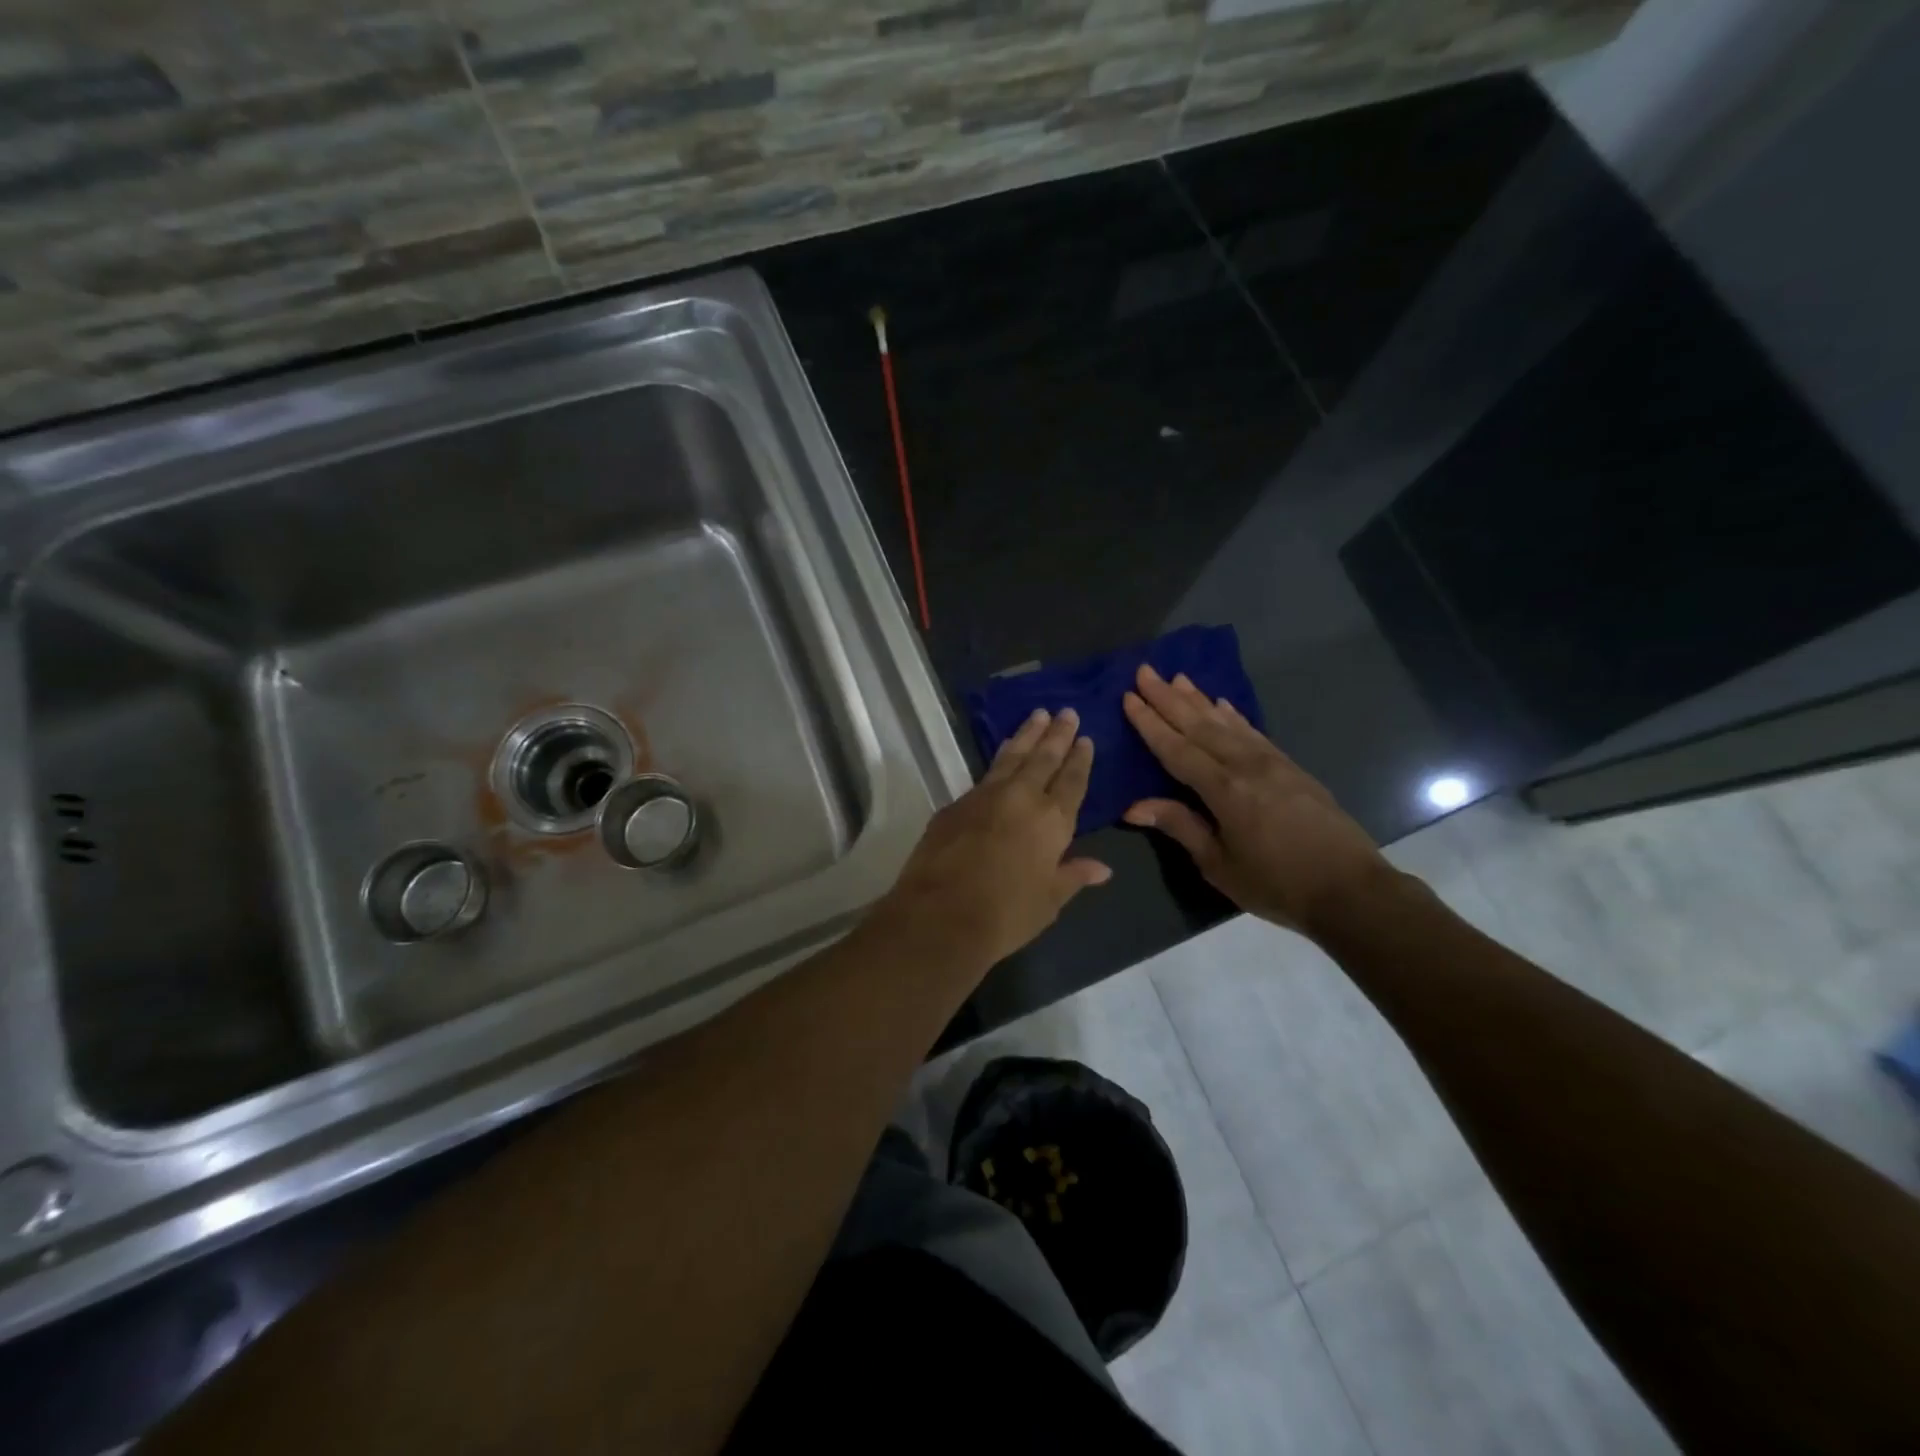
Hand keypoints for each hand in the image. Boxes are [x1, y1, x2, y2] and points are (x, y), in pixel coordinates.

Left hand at [875, 708, 1110, 971]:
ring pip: (1012, 757)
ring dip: (1027, 735)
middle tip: (1066, 711)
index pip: (1071, 781)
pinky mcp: (956, 804)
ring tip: (1037, 715)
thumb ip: (1074, 876)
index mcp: (1052, 821)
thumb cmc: (1006, 914)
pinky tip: (1003, 753)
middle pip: (1043, 758)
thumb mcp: (1049, 901)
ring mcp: (985, 796)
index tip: (1085, 738)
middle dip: (1057, 735)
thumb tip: (1103, 868)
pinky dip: (1000, 758)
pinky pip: (985, 773)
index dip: (1079, 759)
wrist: (941, 915)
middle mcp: (1021, 798)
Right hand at [1122, 665, 1390, 938]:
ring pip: (1227, 723)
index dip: (1150, 723)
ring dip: (1199, 699)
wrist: (1351, 889)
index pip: (1177, 749)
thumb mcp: (1219, 865)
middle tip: (1145, 671)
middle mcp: (1246, 766)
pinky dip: (1234, 716)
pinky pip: (1253, 732)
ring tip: (1177, 678)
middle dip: (1169, 698)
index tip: (1129, 696)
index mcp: (1225, 790)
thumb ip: (1180, 827)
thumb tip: (1133, 806)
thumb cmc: (1277, 884)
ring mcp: (1272, 762)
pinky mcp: (1290, 767)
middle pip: (1200, 726)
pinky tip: (1222, 705)